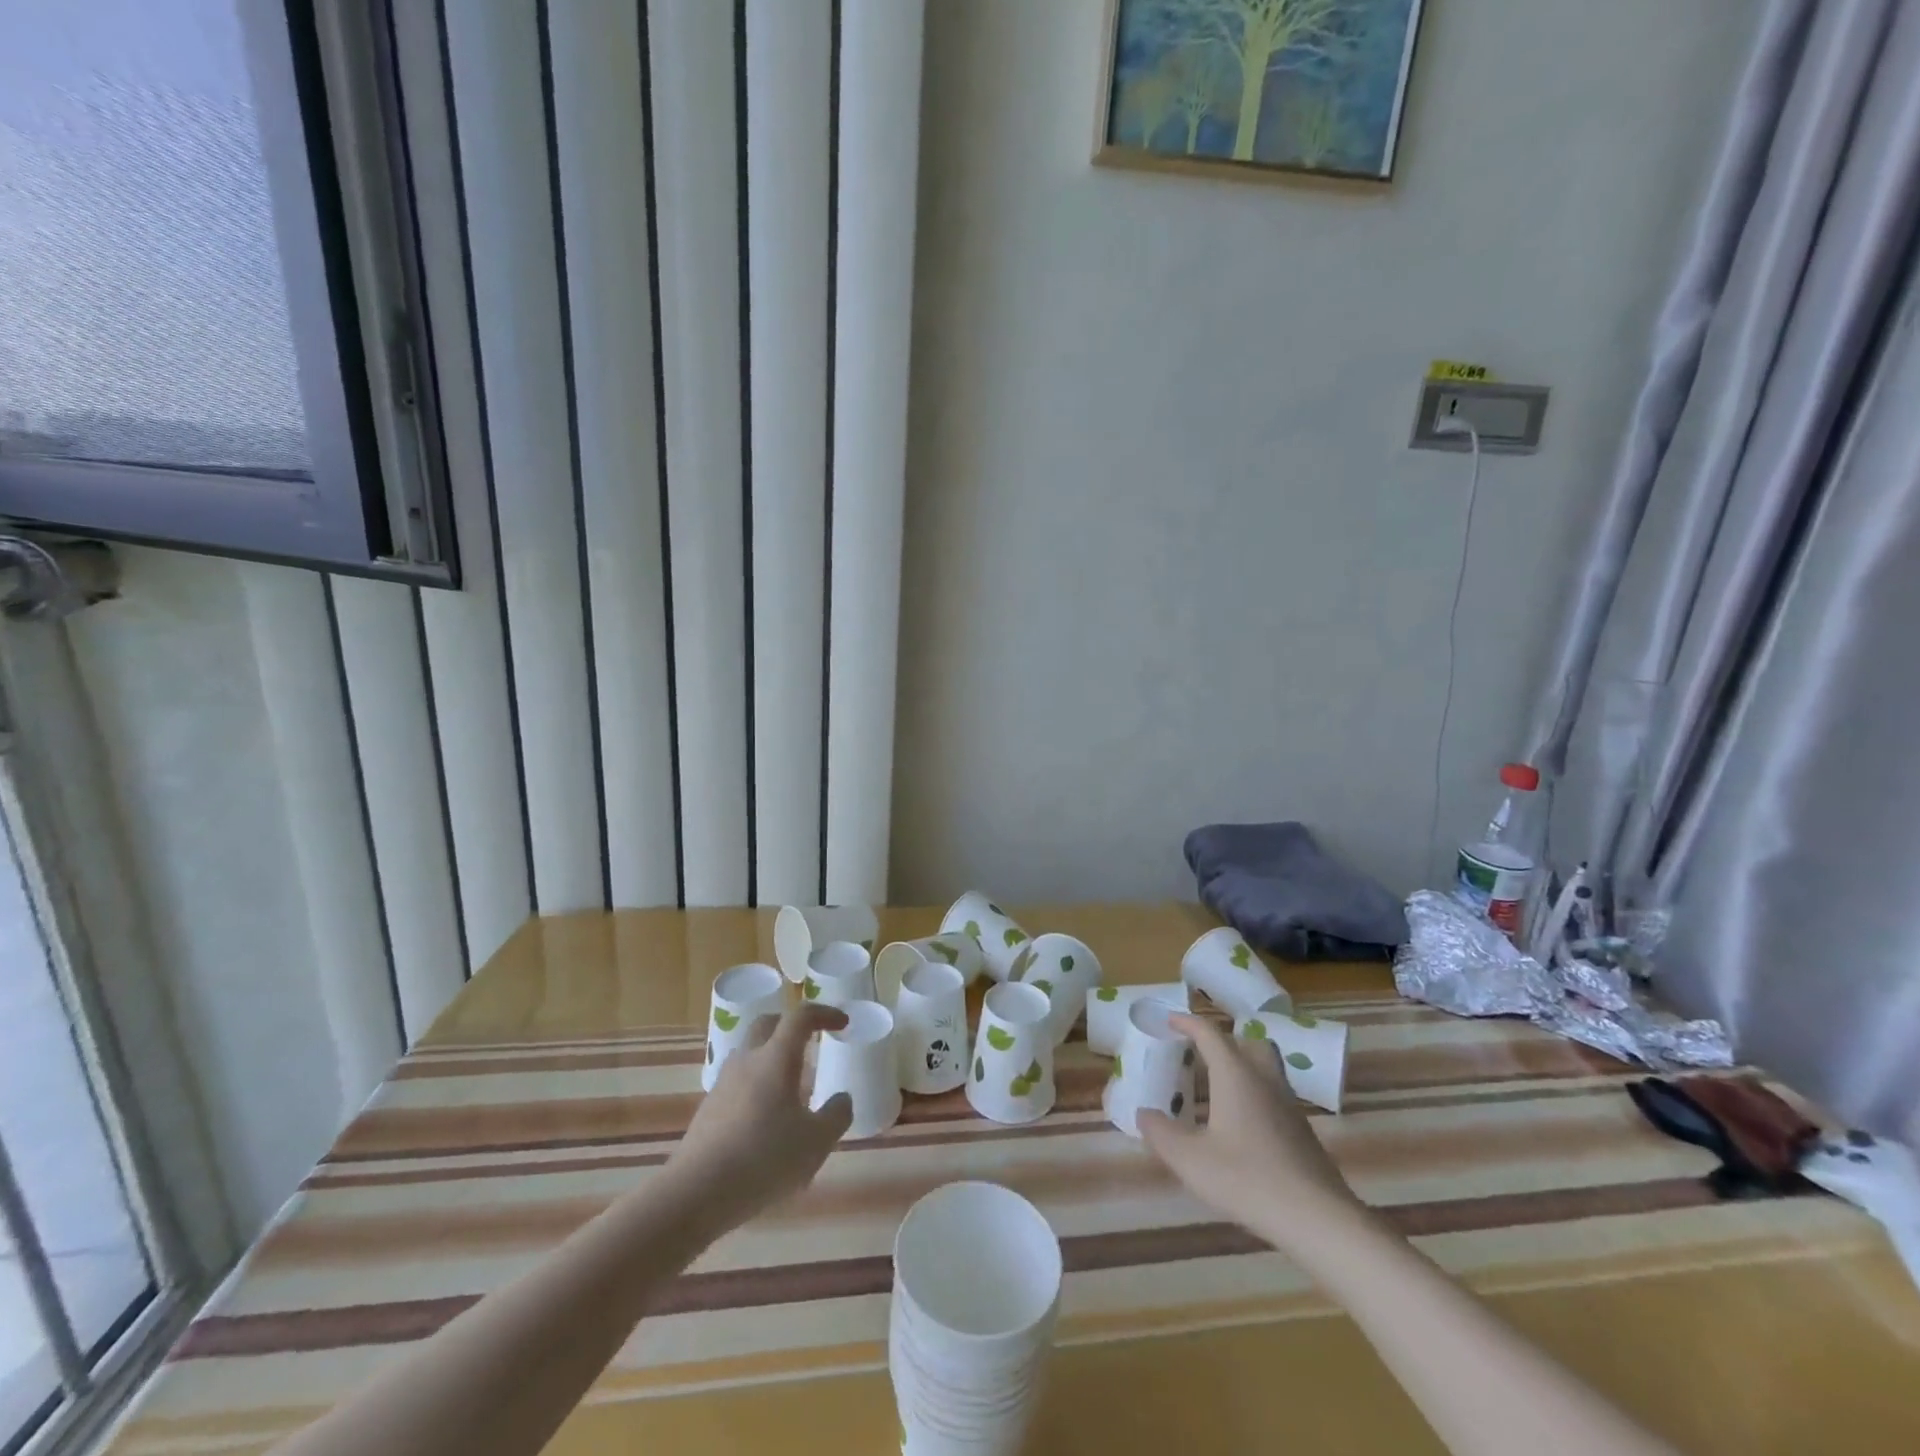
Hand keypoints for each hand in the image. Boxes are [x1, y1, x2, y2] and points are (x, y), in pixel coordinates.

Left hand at [664, 1003, 853, 1232]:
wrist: (694, 1194)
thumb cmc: (763, 1159)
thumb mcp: (816, 1142)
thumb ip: (836, 1115)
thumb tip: (841, 1098)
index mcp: (776, 1058)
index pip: (801, 1016)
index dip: (824, 1013)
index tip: (842, 1024)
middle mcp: (747, 1061)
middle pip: (768, 1024)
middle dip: (792, 1025)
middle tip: (812, 1039)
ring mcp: (723, 1084)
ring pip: (750, 1054)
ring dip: (772, 1057)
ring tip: (791, 1086)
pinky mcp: (708, 1110)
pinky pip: (739, 1083)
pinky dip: (758, 1086)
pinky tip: (767, 1120)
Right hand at [1139, 1013, 1360, 1250]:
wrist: (1318, 1220)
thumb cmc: (1248, 1179)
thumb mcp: (1190, 1160)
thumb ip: (1161, 1133)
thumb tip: (1144, 1114)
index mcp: (1235, 1075)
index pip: (1209, 1033)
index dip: (1187, 1022)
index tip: (1168, 1020)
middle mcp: (1264, 1079)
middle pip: (1246, 1042)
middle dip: (1221, 1040)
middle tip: (1198, 1053)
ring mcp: (1289, 1105)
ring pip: (1265, 1067)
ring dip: (1241, 1065)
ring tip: (1217, 1086)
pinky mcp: (1302, 1131)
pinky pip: (1274, 1094)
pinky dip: (1254, 1093)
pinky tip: (1240, 1124)